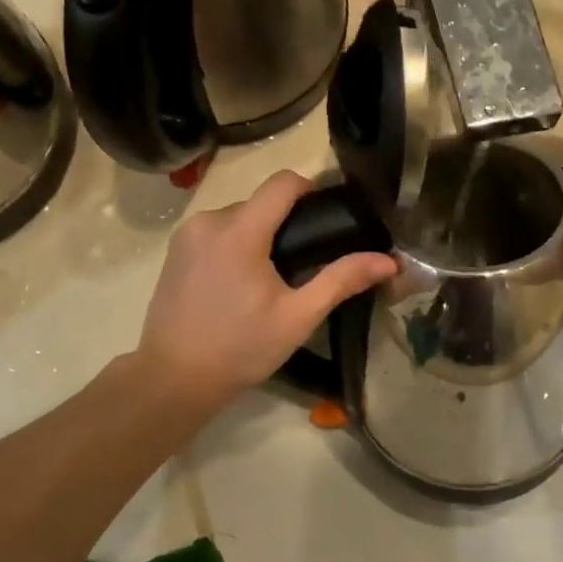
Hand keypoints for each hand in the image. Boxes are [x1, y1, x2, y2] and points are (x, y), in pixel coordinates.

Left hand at [132, 171, 396, 412]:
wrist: (174, 378)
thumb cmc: (240, 348)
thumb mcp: (298, 317)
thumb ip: (341, 281)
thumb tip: (389, 261)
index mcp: (240, 231)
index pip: (283, 183)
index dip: (312, 190)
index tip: (329, 217)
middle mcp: (209, 221)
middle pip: (261, 202)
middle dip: (286, 222)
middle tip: (306, 262)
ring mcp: (187, 235)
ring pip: (237, 216)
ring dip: (260, 234)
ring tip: (274, 277)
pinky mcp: (175, 251)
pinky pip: (216, 231)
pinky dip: (235, 244)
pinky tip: (242, 282)